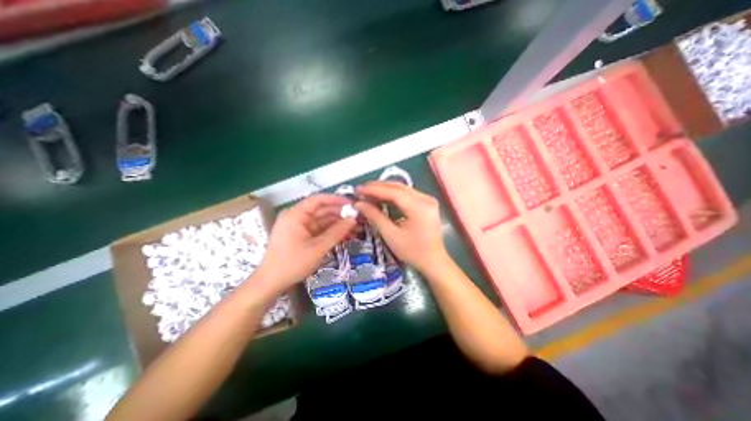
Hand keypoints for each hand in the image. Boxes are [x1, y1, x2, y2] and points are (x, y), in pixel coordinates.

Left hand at [257, 194, 355, 289]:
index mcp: (295, 214)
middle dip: (340, 214)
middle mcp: (297, 216)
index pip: (318, 200)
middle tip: (358, 217)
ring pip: (322, 220)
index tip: (352, 204)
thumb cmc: (293, 263)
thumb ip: (337, 232)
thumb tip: (353, 219)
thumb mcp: (318, 248)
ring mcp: (299, 226)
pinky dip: (331, 231)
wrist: (271, 283)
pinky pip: (319, 229)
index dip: (336, 200)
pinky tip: (345, 234)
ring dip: (338, 223)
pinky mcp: (302, 235)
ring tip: (356, 227)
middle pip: (322, 210)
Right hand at [356, 181, 447, 272]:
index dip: (374, 190)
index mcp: (419, 207)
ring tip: (368, 193)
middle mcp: (426, 199)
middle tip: (361, 190)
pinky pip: (407, 195)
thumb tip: (359, 204)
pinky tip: (382, 198)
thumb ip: (375, 217)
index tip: (358, 190)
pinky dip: (393, 195)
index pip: (393, 192)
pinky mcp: (427, 204)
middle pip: (398, 187)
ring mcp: (428, 200)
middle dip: (378, 187)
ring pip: (402, 189)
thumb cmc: (413, 252)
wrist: (434, 261)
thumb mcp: (391, 235)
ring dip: (385, 190)